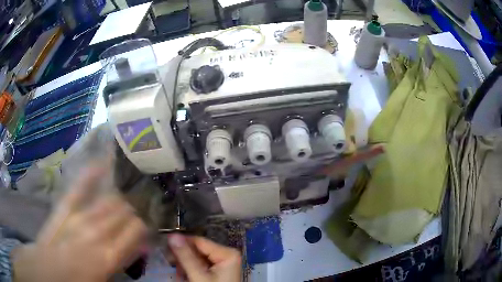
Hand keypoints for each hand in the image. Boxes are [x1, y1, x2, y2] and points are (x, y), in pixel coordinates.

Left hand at [12, 167, 147, 281]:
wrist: (49, 269)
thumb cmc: (79, 279)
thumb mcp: (107, 277)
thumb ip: (123, 259)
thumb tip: (140, 245)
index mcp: (109, 255)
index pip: (136, 229)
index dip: (144, 223)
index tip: (149, 220)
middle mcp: (97, 232)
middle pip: (123, 211)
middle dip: (134, 207)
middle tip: (142, 201)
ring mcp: (80, 216)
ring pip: (107, 199)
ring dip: (120, 194)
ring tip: (131, 186)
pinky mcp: (65, 206)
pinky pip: (80, 187)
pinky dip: (91, 174)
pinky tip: (103, 161)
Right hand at [168, 234, 241, 281]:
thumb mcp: (199, 276)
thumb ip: (186, 257)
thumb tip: (173, 236)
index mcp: (227, 253)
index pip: (199, 241)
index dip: (181, 242)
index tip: (164, 244)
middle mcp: (226, 255)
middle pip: (197, 250)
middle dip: (182, 256)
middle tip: (169, 261)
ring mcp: (222, 263)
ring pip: (196, 258)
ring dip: (184, 264)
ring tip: (178, 273)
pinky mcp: (217, 270)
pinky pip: (200, 265)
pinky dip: (190, 269)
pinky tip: (184, 276)